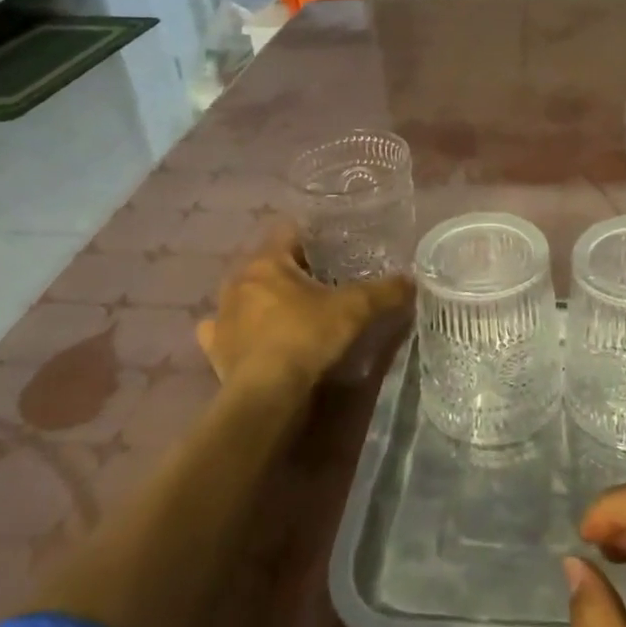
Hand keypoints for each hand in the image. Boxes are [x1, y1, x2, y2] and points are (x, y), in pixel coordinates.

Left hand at [194, 225, 412, 405]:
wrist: (266, 394)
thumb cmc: (307, 338)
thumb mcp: (356, 309)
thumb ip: (385, 290)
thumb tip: (410, 280)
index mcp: (267, 261)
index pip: (289, 231)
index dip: (313, 237)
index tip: (333, 249)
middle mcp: (238, 281)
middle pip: (267, 263)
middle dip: (291, 269)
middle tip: (320, 282)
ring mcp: (221, 315)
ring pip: (244, 294)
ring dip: (263, 298)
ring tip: (290, 311)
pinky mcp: (214, 348)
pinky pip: (224, 329)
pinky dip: (239, 330)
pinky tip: (254, 337)